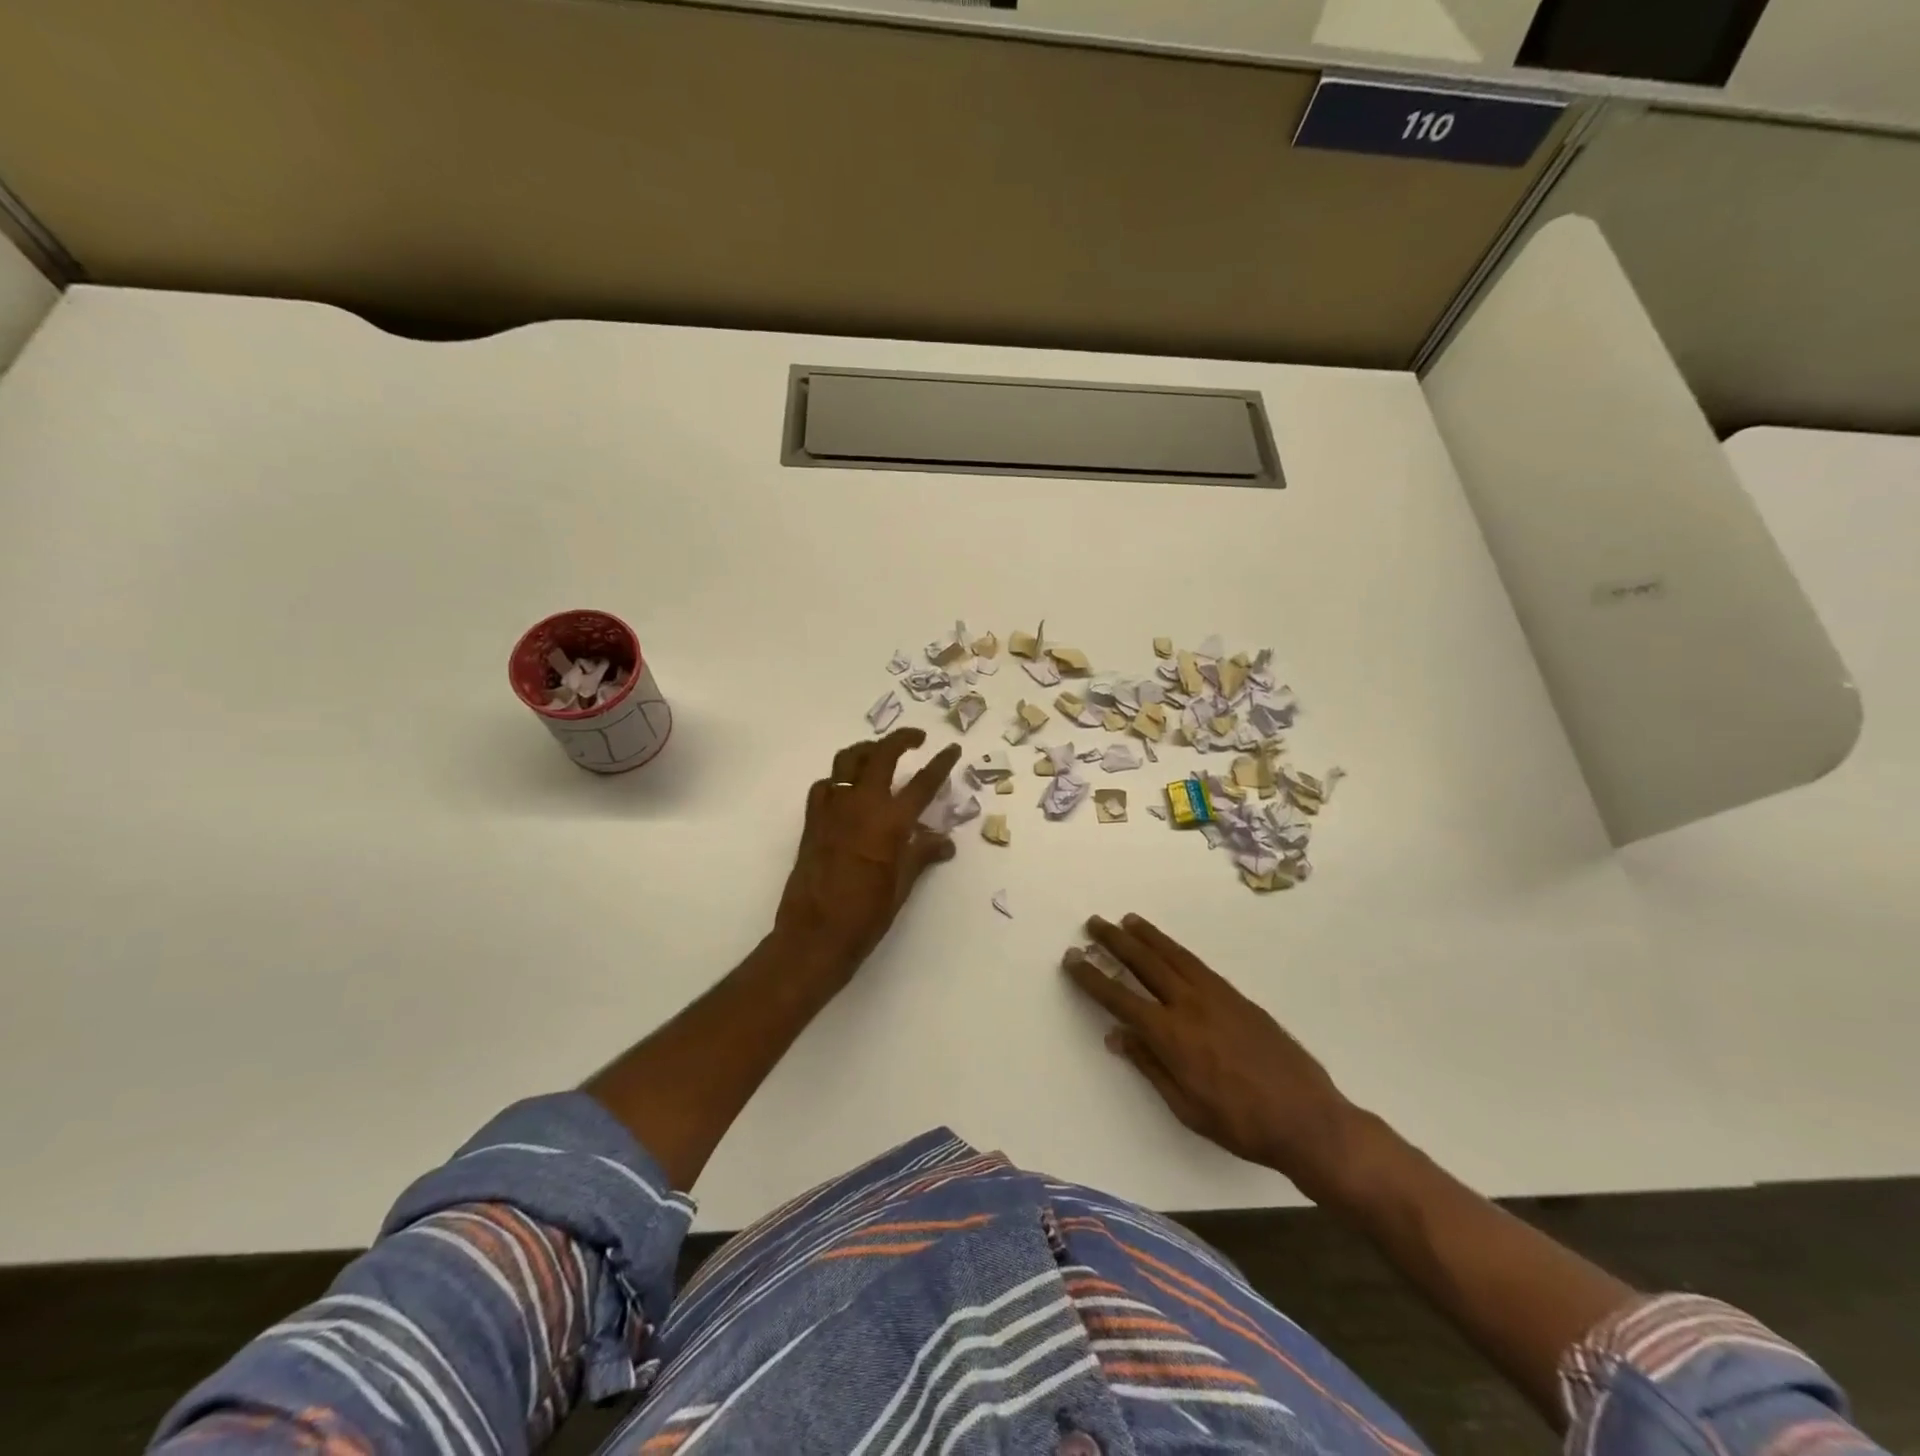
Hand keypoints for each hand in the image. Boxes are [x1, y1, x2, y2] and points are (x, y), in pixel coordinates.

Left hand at [773, 728, 962, 994]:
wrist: (815, 935)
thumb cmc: (866, 915)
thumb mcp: (902, 885)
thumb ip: (922, 854)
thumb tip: (945, 841)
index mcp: (890, 822)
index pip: (923, 782)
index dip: (941, 763)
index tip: (951, 749)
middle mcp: (861, 805)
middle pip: (881, 754)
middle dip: (902, 739)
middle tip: (917, 738)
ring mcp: (832, 809)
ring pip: (847, 760)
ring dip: (867, 750)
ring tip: (879, 753)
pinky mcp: (812, 820)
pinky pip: (825, 786)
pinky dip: (838, 780)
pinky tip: (846, 791)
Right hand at [1063, 913, 1360, 1197]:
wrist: (1307, 1119)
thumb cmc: (1240, 1124)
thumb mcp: (1185, 1106)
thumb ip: (1149, 1065)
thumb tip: (1117, 1036)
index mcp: (1171, 1036)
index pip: (1119, 997)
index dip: (1092, 977)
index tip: (1072, 958)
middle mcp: (1189, 1005)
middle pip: (1144, 963)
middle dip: (1115, 941)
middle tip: (1094, 923)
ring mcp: (1216, 996)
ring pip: (1173, 955)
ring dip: (1146, 936)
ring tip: (1126, 920)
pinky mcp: (1237, 996)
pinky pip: (1197, 964)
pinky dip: (1175, 949)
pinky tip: (1168, 947)